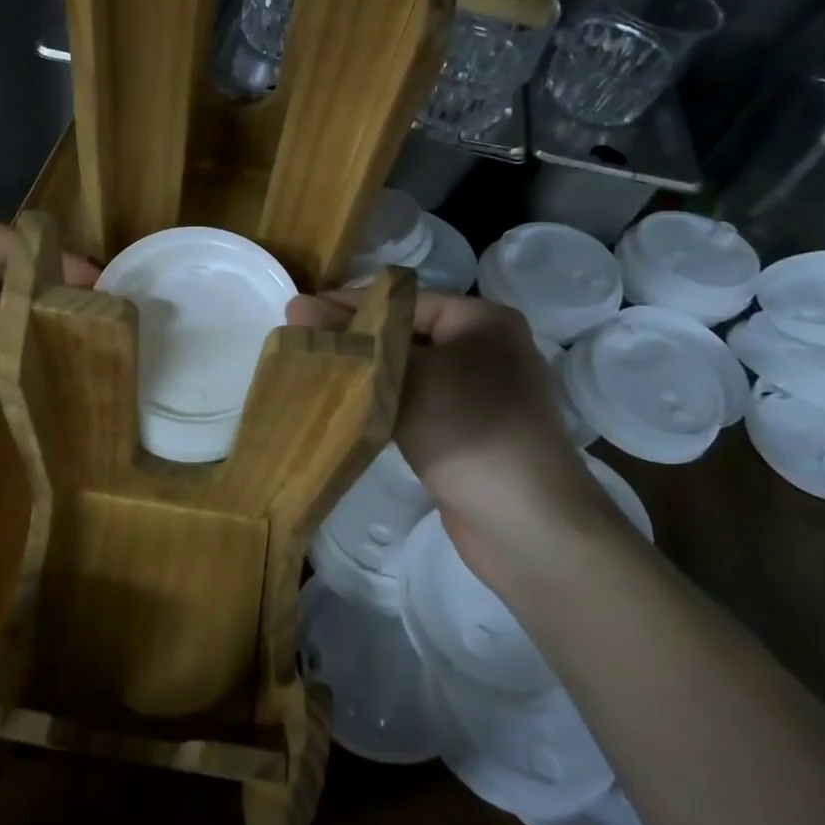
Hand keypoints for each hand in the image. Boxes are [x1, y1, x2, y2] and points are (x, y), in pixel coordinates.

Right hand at [289, 289, 609, 589]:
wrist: (527, 524)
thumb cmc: (470, 429)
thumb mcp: (408, 374)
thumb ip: (354, 340)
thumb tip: (297, 305)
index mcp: (483, 320)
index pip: (403, 300)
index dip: (349, 305)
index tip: (299, 314)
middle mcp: (487, 349)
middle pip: (406, 334)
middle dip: (356, 341)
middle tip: (302, 347)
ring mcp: (482, 395)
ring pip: (411, 373)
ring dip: (368, 376)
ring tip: (315, 376)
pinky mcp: (471, 433)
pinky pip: (420, 406)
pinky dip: (387, 406)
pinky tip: (349, 411)